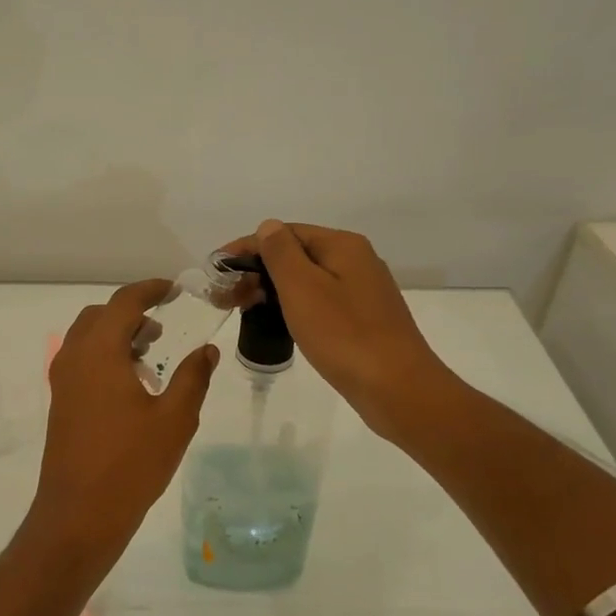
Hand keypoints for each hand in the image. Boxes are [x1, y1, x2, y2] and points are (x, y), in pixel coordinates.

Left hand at [27, 279, 219, 571]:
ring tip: (152, 356)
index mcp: (99, 351)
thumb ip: (193, 377)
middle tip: (163, 326)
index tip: (173, 290)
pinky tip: (132, 385)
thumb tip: (207, 350)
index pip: (123, 302)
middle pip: (100, 316)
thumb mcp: (175, 419)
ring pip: (87, 338)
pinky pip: (81, 360)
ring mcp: (62, 381)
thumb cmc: (130, 463)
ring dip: (117, 334)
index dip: (149, 290)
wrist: (79, 514)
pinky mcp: (60, 402)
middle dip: (131, 312)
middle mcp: (74, 357)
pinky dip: (105, 356)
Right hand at [227, 220, 457, 442]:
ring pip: (307, 280)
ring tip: (246, 310)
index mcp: (342, 246)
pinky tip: (280, 323)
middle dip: (258, 271)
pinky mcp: (364, 319)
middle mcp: (356, 261)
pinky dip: (294, 306)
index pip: (284, 233)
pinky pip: (321, 301)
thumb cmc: (344, 335)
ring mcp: (363, 291)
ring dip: (273, 290)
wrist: (397, 389)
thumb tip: (268, 226)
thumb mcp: (302, 288)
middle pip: (297, 255)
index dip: (247, 248)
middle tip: (227, 297)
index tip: (218, 270)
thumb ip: (281, 253)